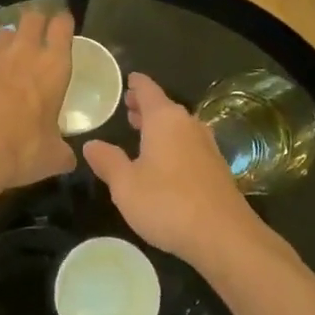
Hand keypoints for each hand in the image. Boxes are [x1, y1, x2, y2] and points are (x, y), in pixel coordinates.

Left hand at [0, 12, 75, 194]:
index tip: (63, 28)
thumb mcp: (53, 157)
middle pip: (32, 17)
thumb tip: (68, 159)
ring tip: (7, 63)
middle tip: (37, 38)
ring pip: (2, 34)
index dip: (63, 23)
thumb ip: (62, 151)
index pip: (63, 25)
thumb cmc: (22, 151)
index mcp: (52, 67)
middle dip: (36, 22)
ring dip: (8, 44)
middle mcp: (22, 53)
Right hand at [83, 73, 260, 264]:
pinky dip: (173, 144)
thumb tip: (91, 144)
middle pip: (164, 107)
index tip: (128, 79)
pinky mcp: (216, 167)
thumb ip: (107, 161)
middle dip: (146, 106)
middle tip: (128, 107)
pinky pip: (189, 144)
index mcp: (164, 119)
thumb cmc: (167, 203)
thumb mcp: (125, 185)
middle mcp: (188, 124)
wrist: (223, 235)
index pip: (148, 90)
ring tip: (142, 132)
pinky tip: (165, 161)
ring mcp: (206, 145)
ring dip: (160, 127)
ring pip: (178, 126)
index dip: (136, 84)